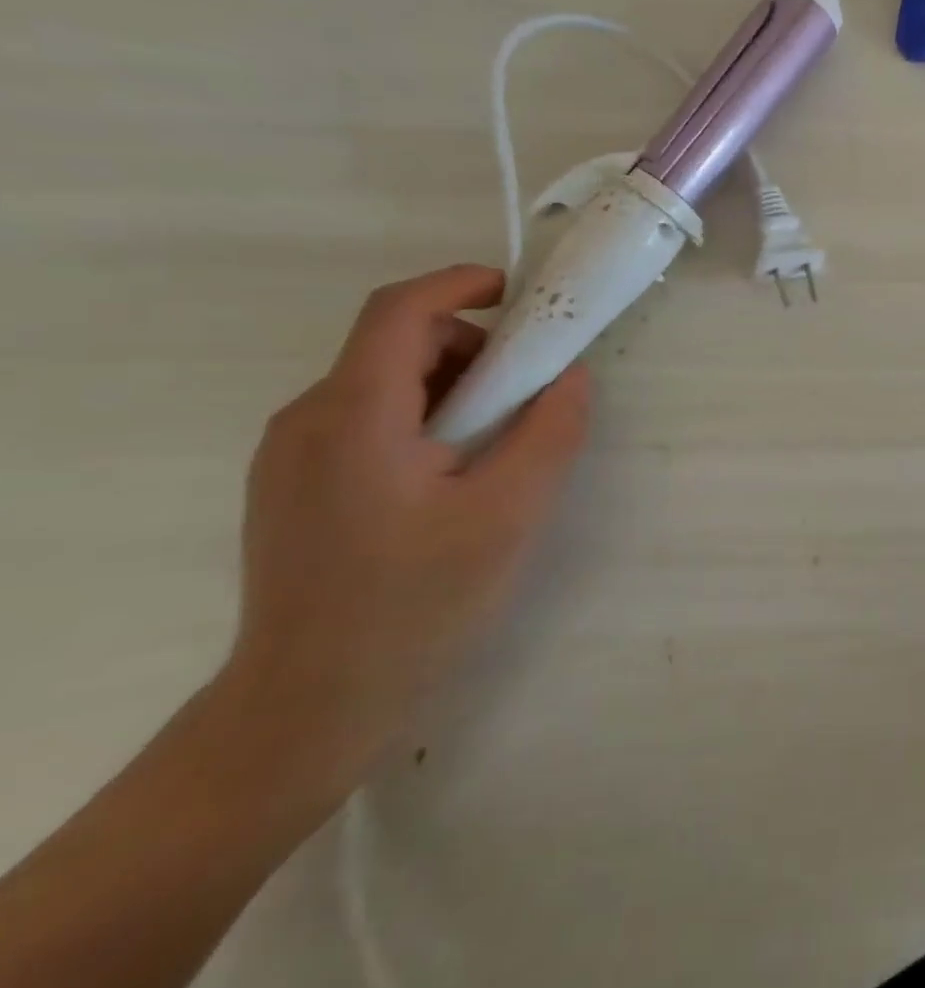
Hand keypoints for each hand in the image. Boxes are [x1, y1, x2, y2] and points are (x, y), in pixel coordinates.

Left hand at [224, 265, 590, 805]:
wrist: (311, 704)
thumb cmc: (417, 604)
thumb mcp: (510, 514)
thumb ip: (551, 432)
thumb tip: (572, 375)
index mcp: (354, 417)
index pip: (401, 310)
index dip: (462, 283)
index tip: (521, 296)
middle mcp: (307, 420)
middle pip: (394, 344)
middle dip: (472, 348)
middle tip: (530, 393)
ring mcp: (290, 455)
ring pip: (381, 383)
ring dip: (451, 386)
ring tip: (498, 443)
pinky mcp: (293, 485)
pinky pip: (364, 419)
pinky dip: (422, 416)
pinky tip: (453, 474)